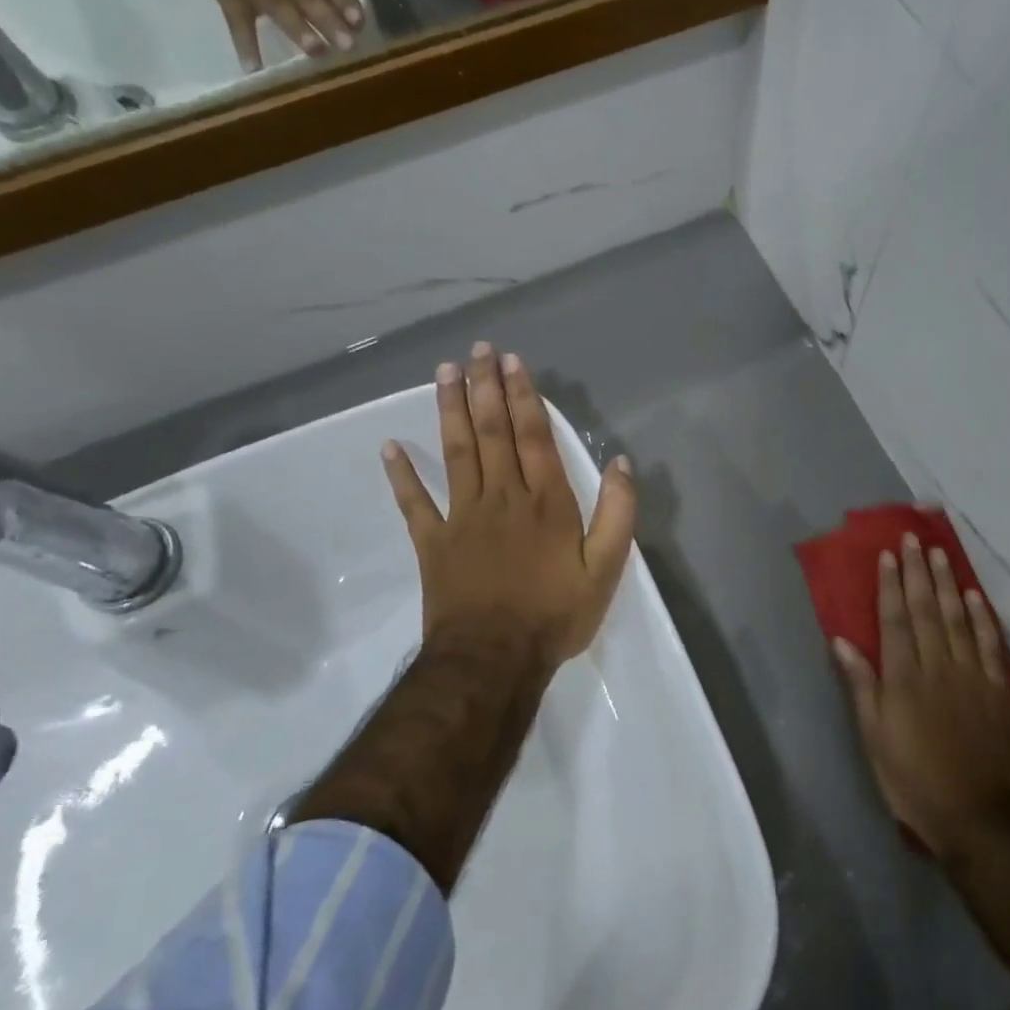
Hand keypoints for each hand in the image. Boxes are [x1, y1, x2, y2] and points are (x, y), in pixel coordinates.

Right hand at [169, 0, 377, 71]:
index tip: (357, 20)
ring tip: (315, 50)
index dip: (343, 0)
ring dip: (298, 31)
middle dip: (328, 22)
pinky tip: (254, 68)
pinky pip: (238, 24)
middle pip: (309, 0)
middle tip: (346, 45)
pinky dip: (244, 45)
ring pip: (280, 11)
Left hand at [381, 343, 637, 672]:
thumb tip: (620, 462)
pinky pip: (414, 503)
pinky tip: (389, 447)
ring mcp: (462, 517)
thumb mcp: (606, 569)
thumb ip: (618, 513)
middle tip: (476, 350)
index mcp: (546, 502)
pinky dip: (400, 475)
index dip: (523, 396)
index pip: (533, 436)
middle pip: (491, 432)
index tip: (512, 362)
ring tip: (443, 373)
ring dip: (450, 410)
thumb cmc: (555, 614)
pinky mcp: (433, 542)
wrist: (494, 659)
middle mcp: (502, 497)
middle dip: (484, 388)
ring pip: (456, 453)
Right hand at [834, 535, 1009, 861]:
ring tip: (940, 554)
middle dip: (918, 572)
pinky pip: (988, 644)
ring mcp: (971, 675)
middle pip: (926, 610)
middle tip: (913, 539)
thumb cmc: (913, 780)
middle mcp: (937, 666)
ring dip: (948, 583)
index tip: (888, 555)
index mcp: (903, 678)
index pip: (895, 620)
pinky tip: (974, 596)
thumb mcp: (874, 738)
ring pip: (957, 618)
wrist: (977, 817)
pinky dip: (981, 617)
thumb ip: (861, 686)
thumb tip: (842, 641)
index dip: (890, 585)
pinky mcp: (996, 689)